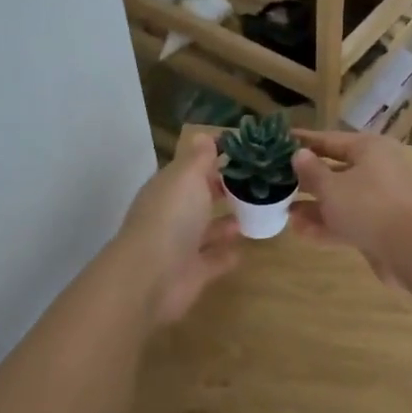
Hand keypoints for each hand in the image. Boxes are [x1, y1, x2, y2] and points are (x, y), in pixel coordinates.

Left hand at [118, 130, 240, 324]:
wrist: (152, 277)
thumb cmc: (171, 217)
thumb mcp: (187, 177)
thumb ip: (198, 158)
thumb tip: (204, 135)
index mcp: (168, 188)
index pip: (191, 170)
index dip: (214, 160)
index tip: (245, 155)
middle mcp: (173, 215)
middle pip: (200, 199)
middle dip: (223, 191)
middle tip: (258, 183)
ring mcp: (182, 246)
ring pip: (208, 230)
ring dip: (228, 222)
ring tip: (258, 212)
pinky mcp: (194, 273)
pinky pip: (214, 260)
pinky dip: (227, 254)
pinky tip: (247, 247)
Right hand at [291, 130, 411, 282]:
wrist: (411, 249)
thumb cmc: (368, 206)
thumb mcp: (331, 187)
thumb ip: (312, 171)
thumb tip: (299, 154)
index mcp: (370, 149)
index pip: (330, 140)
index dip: (304, 142)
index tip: (280, 142)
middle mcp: (378, 170)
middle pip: (336, 170)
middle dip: (307, 180)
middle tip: (277, 183)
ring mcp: (381, 201)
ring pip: (342, 199)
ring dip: (314, 206)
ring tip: (284, 212)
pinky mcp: (381, 228)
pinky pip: (349, 221)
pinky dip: (327, 225)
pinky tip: (300, 232)